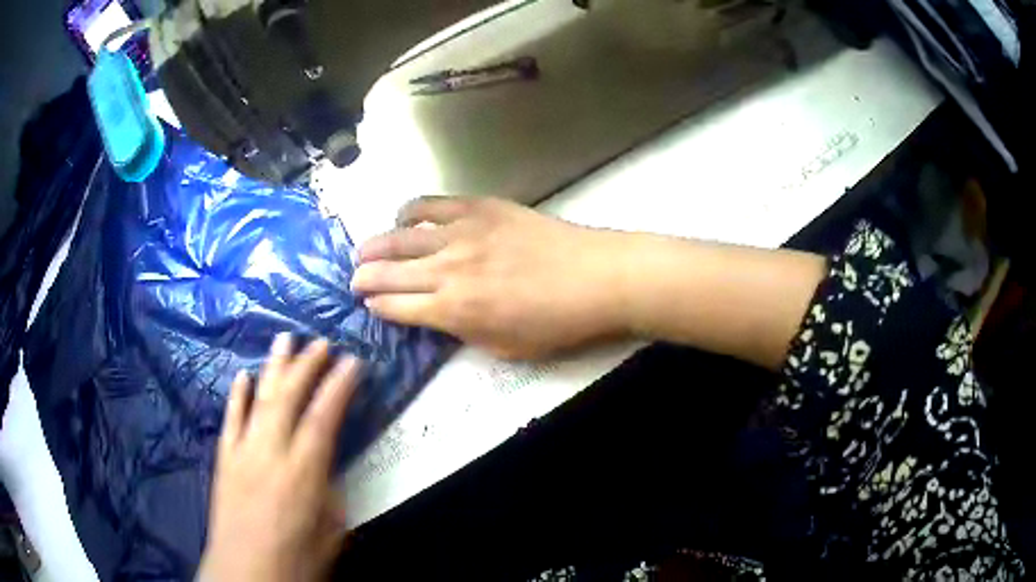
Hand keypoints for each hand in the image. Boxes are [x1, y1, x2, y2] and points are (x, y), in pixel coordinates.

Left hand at [198, 334, 359, 581]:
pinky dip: (237, 396)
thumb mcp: (331, 532)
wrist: (245, 572)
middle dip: (307, 365)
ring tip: (284, 338)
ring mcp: (242, 452)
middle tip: (321, 342)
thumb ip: (331, 493)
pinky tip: (243, 376)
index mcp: (302, 473)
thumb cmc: (296, 560)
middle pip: (289, 398)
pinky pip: (230, 419)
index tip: (352, 362)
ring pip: (259, 399)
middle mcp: (270, 453)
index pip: (324, 418)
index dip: (339, 387)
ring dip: (273, 367)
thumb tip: (329, 467)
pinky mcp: (224, 459)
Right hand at [351, 196, 630, 359]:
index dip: (377, 306)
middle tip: (354, 279)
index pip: (396, 307)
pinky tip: (404, 217)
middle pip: (388, 271)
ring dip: (376, 244)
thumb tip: (436, 315)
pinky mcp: (479, 207)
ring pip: (401, 235)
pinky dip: (410, 210)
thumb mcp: (504, 347)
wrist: (595, 277)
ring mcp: (461, 233)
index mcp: (453, 309)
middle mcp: (447, 268)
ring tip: (365, 249)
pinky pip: (432, 204)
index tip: (367, 303)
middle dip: (363, 277)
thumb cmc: (554, 322)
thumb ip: (462, 331)